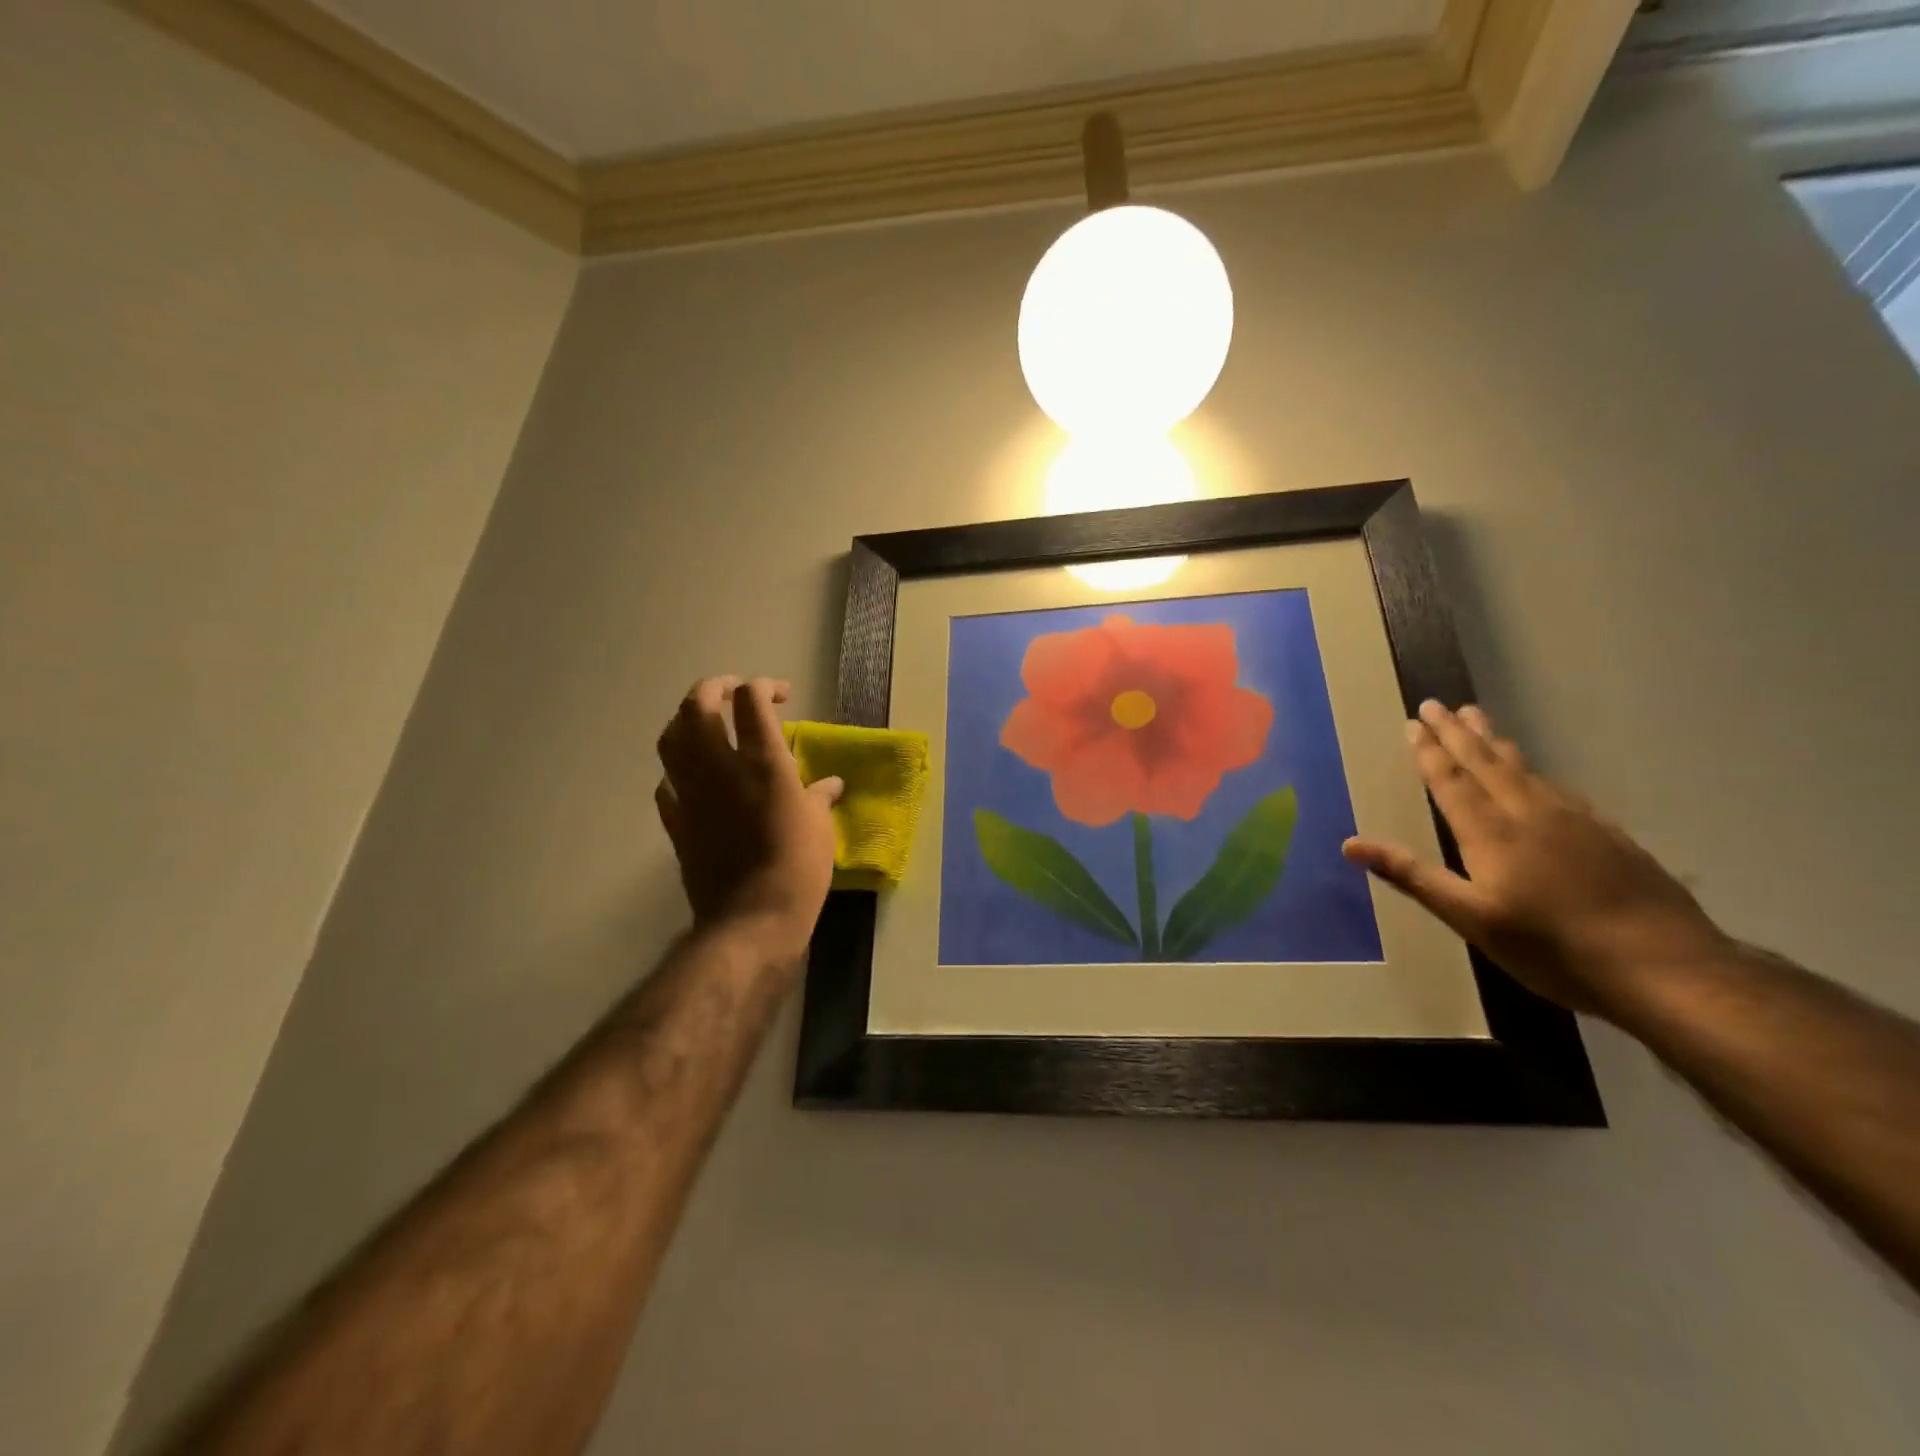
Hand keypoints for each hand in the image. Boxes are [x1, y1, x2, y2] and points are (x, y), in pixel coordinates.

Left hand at [655, 676, 842, 965]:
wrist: (752, 918)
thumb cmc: (798, 868)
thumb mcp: (821, 828)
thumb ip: (820, 797)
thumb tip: (830, 785)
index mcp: (763, 762)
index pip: (750, 699)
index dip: (763, 687)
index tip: (780, 697)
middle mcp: (719, 766)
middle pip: (698, 704)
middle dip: (714, 687)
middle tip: (734, 692)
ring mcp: (690, 793)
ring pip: (671, 737)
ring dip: (686, 720)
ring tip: (705, 723)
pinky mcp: (675, 821)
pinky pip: (666, 783)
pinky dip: (677, 771)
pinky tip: (692, 778)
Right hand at [1342, 701, 1728, 1016]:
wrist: (1665, 968)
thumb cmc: (1552, 948)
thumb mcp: (1470, 919)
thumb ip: (1412, 876)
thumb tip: (1350, 844)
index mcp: (1491, 833)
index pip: (1452, 781)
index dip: (1430, 752)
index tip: (1414, 722)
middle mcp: (1530, 814)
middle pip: (1487, 763)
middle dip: (1458, 733)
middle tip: (1438, 704)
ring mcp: (1575, 821)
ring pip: (1524, 769)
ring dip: (1495, 742)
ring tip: (1478, 720)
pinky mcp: (1608, 835)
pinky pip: (1558, 788)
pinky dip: (1534, 771)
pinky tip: (1537, 775)